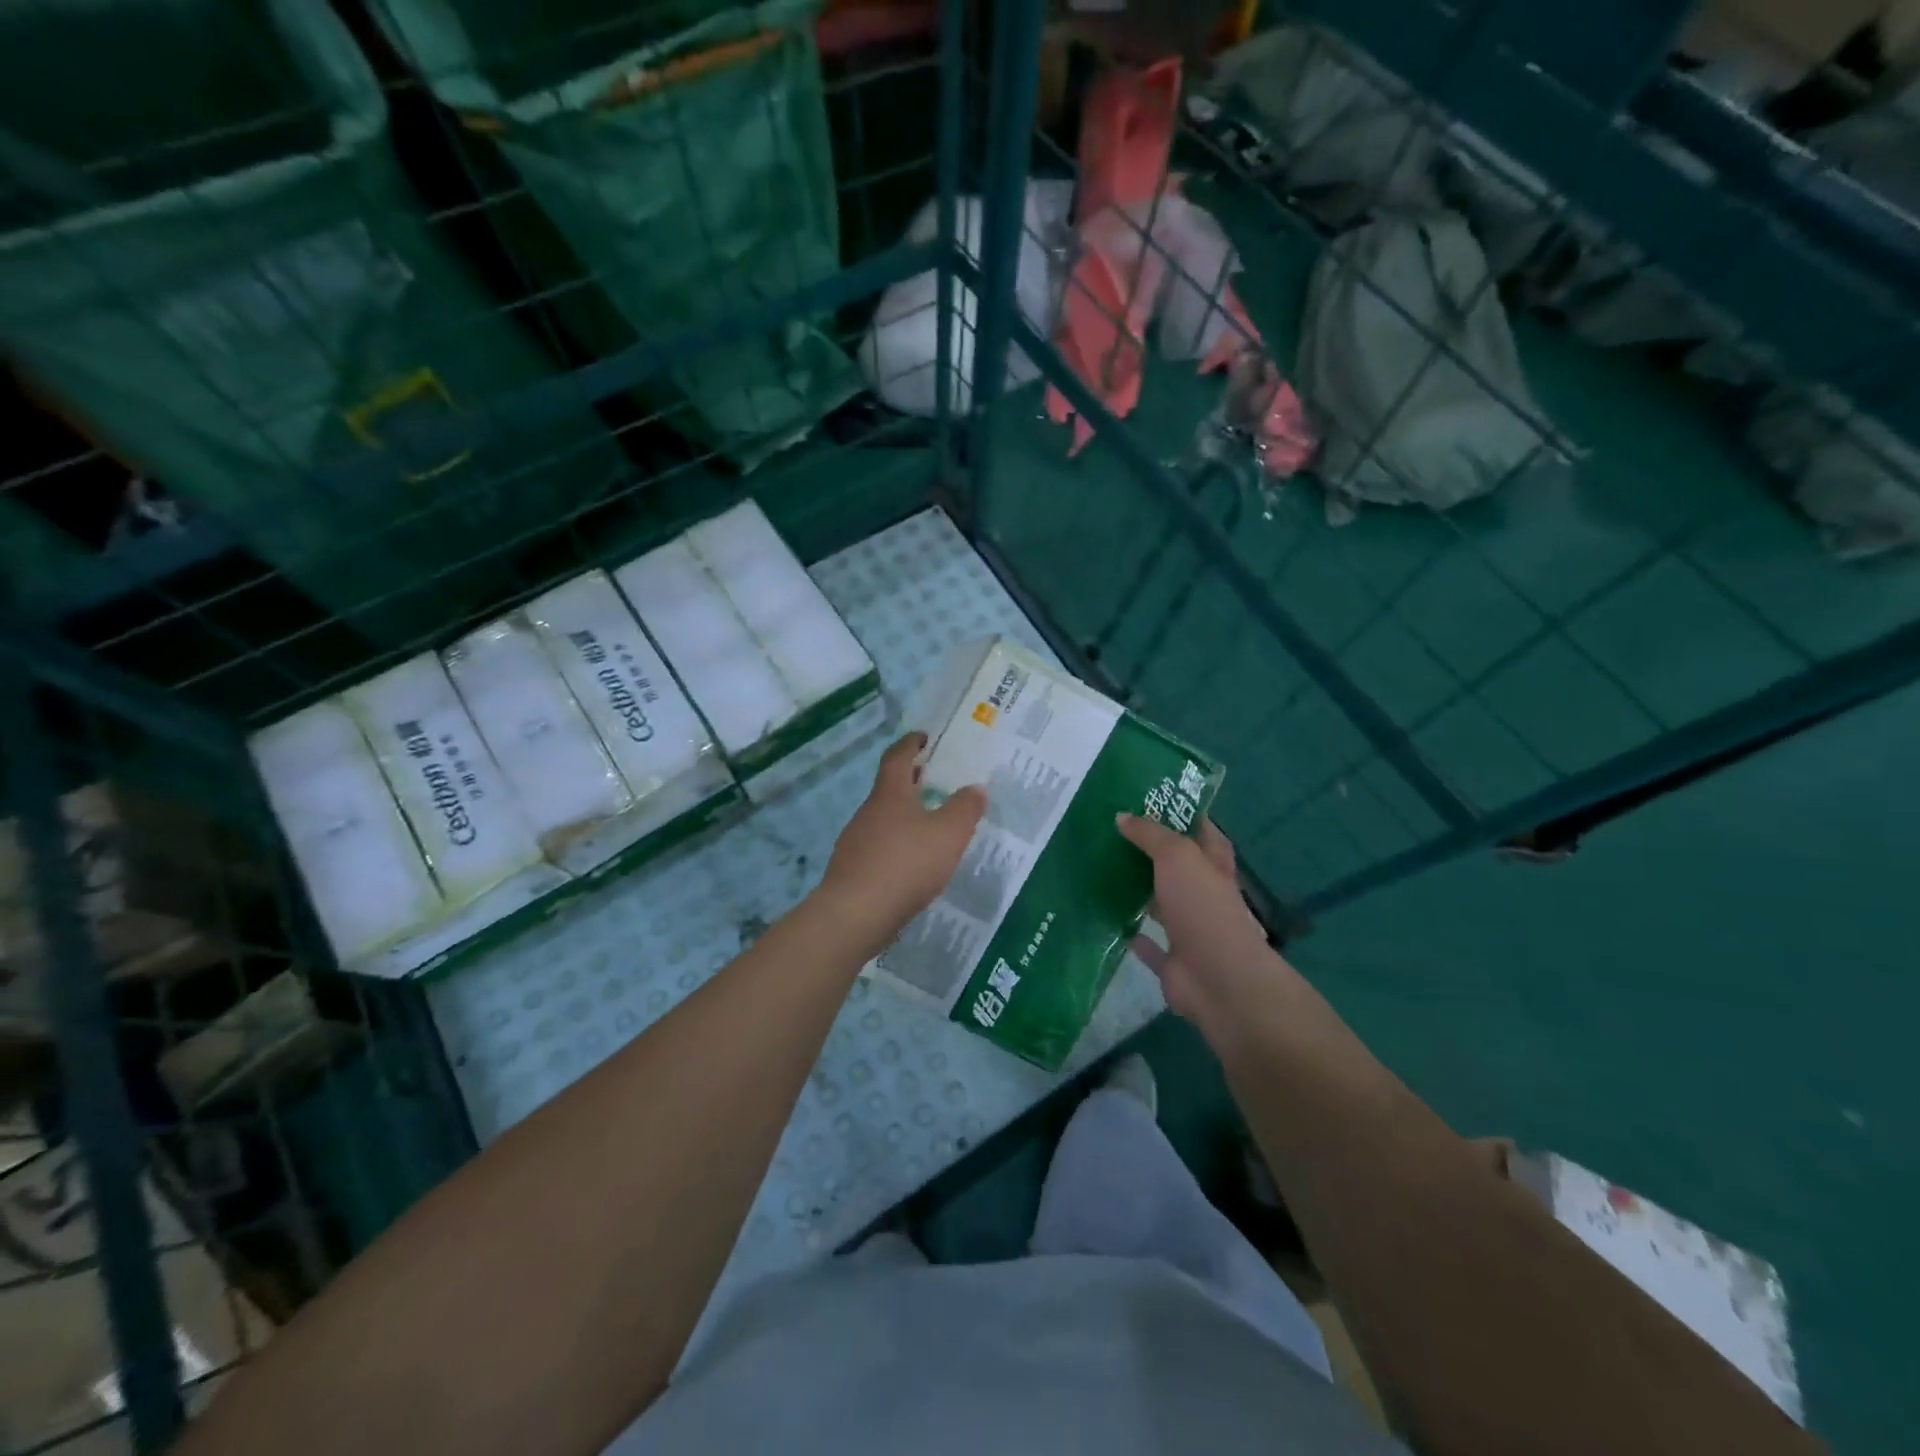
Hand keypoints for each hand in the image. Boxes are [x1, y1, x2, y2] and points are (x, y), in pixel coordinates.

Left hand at [817, 733, 985, 949]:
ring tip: (930, 828)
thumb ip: (964, 809)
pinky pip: (878, 849)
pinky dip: (896, 847)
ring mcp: (855, 842)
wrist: (855, 915)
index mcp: (889, 794)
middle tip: (937, 783)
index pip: (898, 757)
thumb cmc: (905, 864)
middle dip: (912, 783)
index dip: (911, 744)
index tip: (924, 737)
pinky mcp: (852, 871)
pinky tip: (911, 865)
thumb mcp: (948, 834)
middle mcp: (868, 812)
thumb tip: (975, 788)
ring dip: (904, 817)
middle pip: (889, 789)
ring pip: (883, 820)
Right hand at [1116, 813, 1288, 1033]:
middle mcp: (1203, 893)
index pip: (1201, 830)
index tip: (1148, 798)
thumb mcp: (1178, 856)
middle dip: (1149, 850)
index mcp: (1213, 864)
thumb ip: (1150, 834)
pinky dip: (1130, 932)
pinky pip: (1146, 942)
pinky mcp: (1171, 959)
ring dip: (1137, 889)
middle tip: (1110, 830)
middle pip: (1175, 866)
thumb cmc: (1203, 906)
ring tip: (1099, 867)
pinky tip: (1104, 916)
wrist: (1217, 978)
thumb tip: (1122, 816)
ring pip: (1159, 901)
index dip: (1181, 813)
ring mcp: (1188, 927)